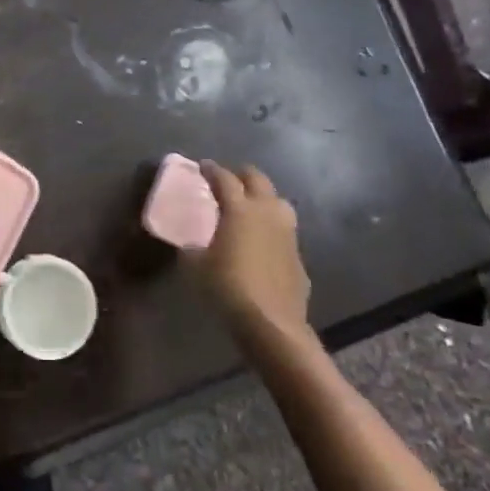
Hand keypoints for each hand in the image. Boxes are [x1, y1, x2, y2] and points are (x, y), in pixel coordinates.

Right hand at [191, 162, 309, 341]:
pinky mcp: (298, 254)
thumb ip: (192, 250)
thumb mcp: (196, 267)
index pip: (224, 178)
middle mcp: (267, 212)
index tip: (203, 166)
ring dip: (263, 198)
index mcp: (240, 209)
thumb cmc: (228, 287)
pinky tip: (262, 241)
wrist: (272, 323)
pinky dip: (272, 227)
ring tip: (250, 206)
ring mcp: (288, 232)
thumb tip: (191, 246)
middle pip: (257, 180)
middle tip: (228, 179)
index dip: (211, 170)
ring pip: (278, 201)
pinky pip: (284, 230)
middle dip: (242, 175)